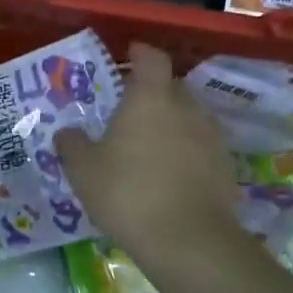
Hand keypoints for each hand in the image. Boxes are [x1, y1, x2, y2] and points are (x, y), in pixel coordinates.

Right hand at [56, 42, 236, 260]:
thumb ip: (72, 145)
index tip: (130, 54)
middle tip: (132, 109)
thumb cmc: (127, 193)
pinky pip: (203, 146)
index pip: (151, 58)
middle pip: (173, 86)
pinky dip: (188, 151)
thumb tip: (66, 132)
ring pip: (190, 116)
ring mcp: (211, 136)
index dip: (140, 52)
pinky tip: (172, 173)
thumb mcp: (84, 171)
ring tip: (152, 143)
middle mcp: (186, 107)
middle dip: (155, 91)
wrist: (188, 239)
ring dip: (173, 122)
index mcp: (150, 98)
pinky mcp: (226, 166)